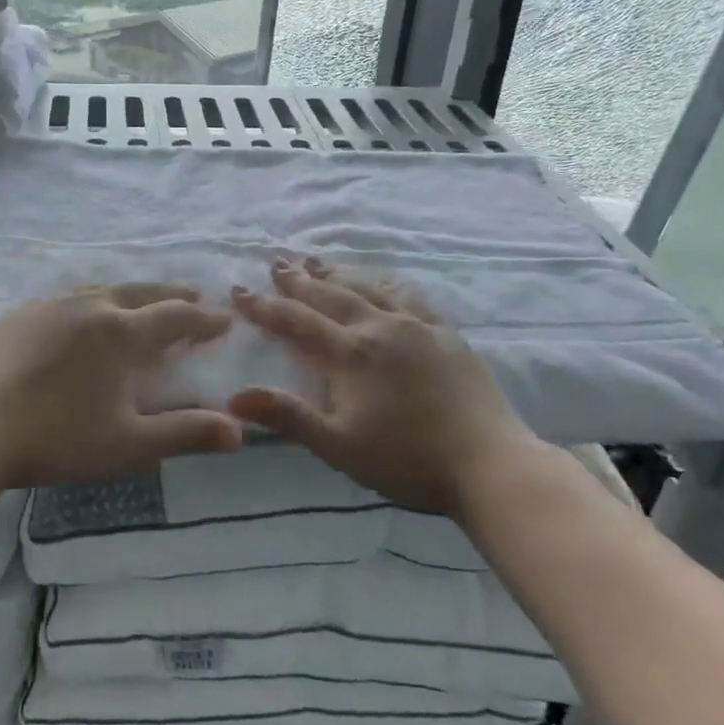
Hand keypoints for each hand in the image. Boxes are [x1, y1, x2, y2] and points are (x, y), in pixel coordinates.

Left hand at [0, 282, 241, 491]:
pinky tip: (84, 313)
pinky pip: (69, 297)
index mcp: (122, 333)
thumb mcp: (128, 444)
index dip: (204, 320)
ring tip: (144, 300)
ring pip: (104, 288)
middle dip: (174, 295)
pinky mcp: (19, 314)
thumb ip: (185, 433)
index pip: (176, 318)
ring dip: (133, 293)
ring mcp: (50, 305)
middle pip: (142, 292)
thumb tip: (239, 430)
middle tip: (194, 298)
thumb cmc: (55, 439)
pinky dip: (93, 299)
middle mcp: (91, 306)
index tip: (224, 320)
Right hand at [229, 258, 550, 516]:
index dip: (265, 306)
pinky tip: (383, 282)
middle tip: (277, 262)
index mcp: (352, 353)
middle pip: (332, 294)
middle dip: (300, 279)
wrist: (489, 462)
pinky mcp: (446, 334)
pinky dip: (385, 283)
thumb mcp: (339, 446)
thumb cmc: (407, 460)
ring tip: (318, 262)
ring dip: (339, 274)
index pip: (298, 321)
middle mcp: (381, 327)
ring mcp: (418, 326)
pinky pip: (409, 296)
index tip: (239, 289)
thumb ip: (288, 417)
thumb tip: (234, 397)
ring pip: (369, 288)